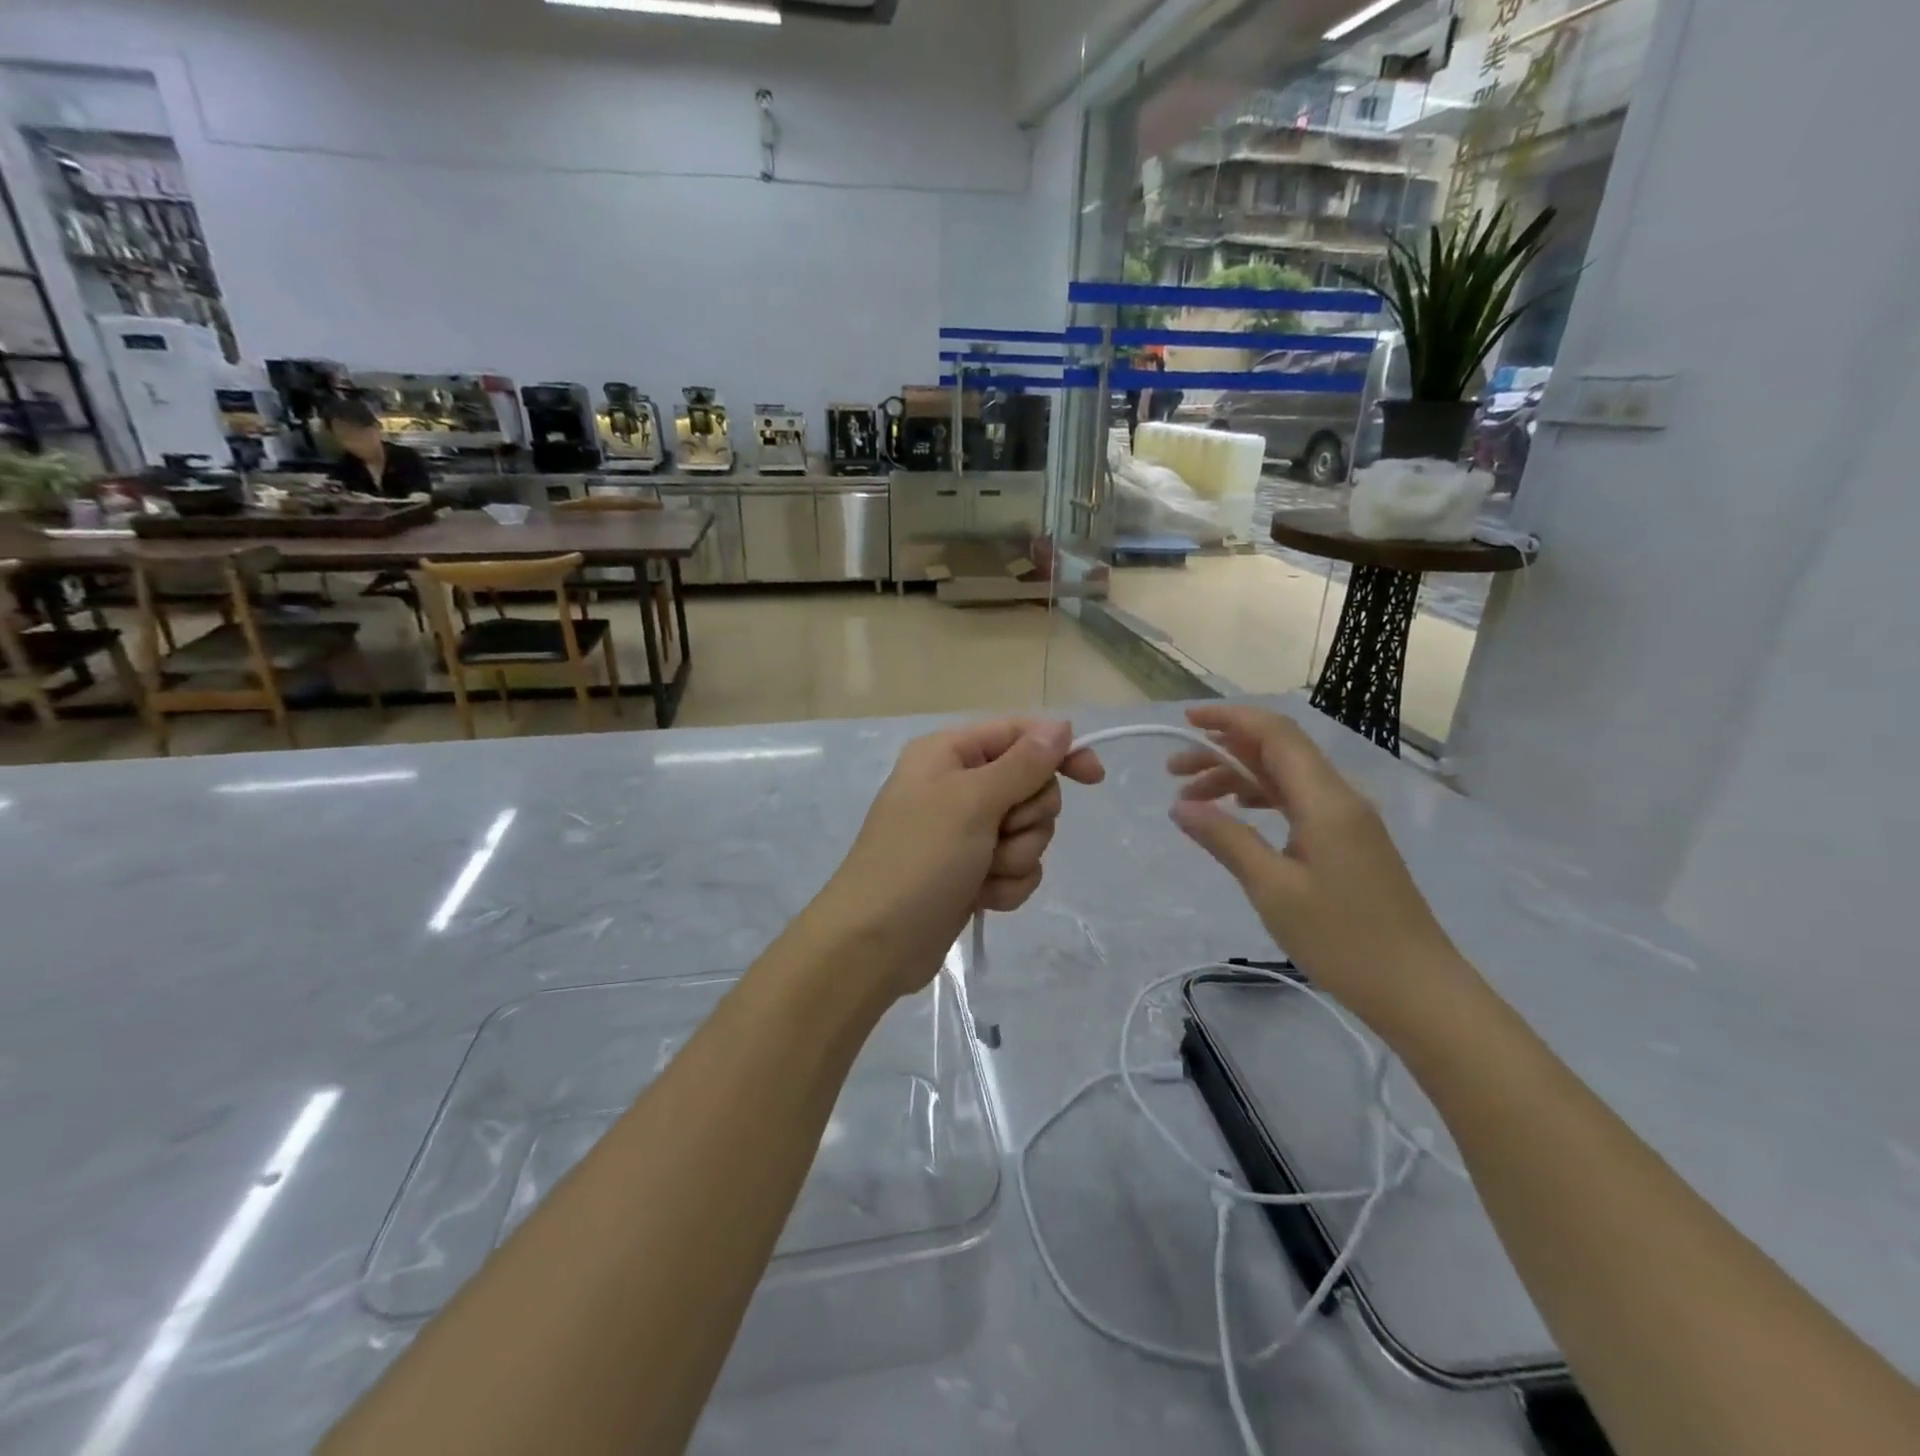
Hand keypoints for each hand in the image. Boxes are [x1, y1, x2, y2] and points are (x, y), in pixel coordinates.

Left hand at [809, 719, 1105, 1001]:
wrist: (875, 943)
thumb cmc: (919, 859)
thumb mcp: (972, 802)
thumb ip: (1023, 763)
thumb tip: (1061, 725)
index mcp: (949, 754)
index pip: (1019, 735)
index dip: (1058, 751)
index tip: (1093, 777)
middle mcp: (958, 786)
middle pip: (1030, 786)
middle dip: (1027, 818)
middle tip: (1000, 834)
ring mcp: (965, 832)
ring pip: (1029, 832)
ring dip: (1016, 857)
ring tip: (983, 873)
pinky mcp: (973, 872)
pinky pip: (1017, 867)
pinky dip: (1006, 884)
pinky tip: (981, 898)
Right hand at [1165, 704, 1472, 1031]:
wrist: (1418, 990)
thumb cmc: (1343, 940)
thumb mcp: (1273, 889)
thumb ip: (1226, 840)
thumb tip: (1180, 806)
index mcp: (1325, 800)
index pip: (1275, 734)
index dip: (1229, 719)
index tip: (1185, 721)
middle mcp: (1339, 797)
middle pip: (1277, 751)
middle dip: (1222, 751)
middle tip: (1173, 773)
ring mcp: (1347, 820)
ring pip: (1285, 777)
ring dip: (1238, 777)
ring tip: (1193, 799)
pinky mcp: (1348, 842)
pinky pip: (1298, 801)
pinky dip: (1260, 798)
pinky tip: (1237, 814)